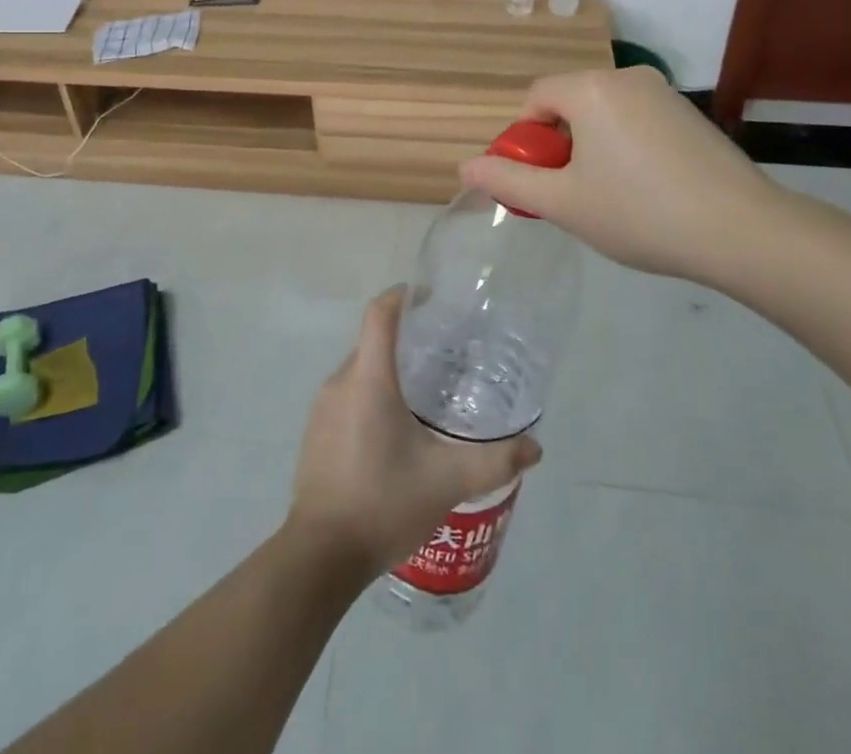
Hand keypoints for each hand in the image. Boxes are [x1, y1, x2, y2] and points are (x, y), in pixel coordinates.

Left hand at [288, 288, 540, 573]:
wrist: (321, 555)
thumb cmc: (383, 502)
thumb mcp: (447, 481)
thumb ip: (495, 461)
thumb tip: (535, 447)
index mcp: (369, 378)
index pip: (379, 313)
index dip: (403, 296)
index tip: (430, 299)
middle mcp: (340, 381)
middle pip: (373, 342)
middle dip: (406, 341)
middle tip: (444, 358)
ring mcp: (322, 407)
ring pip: (360, 371)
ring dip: (389, 373)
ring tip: (426, 397)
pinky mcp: (315, 432)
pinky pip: (347, 397)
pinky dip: (372, 398)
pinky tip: (396, 433)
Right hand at [458, 66, 789, 287]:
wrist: (743, 231)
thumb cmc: (639, 212)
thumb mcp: (562, 203)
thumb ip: (508, 182)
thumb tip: (465, 167)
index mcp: (590, 88)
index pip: (534, 98)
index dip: (524, 139)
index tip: (539, 181)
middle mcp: (626, 76)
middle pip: (569, 103)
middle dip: (559, 145)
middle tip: (572, 194)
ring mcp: (664, 93)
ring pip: (603, 113)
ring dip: (591, 148)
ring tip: (610, 197)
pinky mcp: (690, 114)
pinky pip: (636, 121)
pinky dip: (625, 147)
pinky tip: (646, 190)